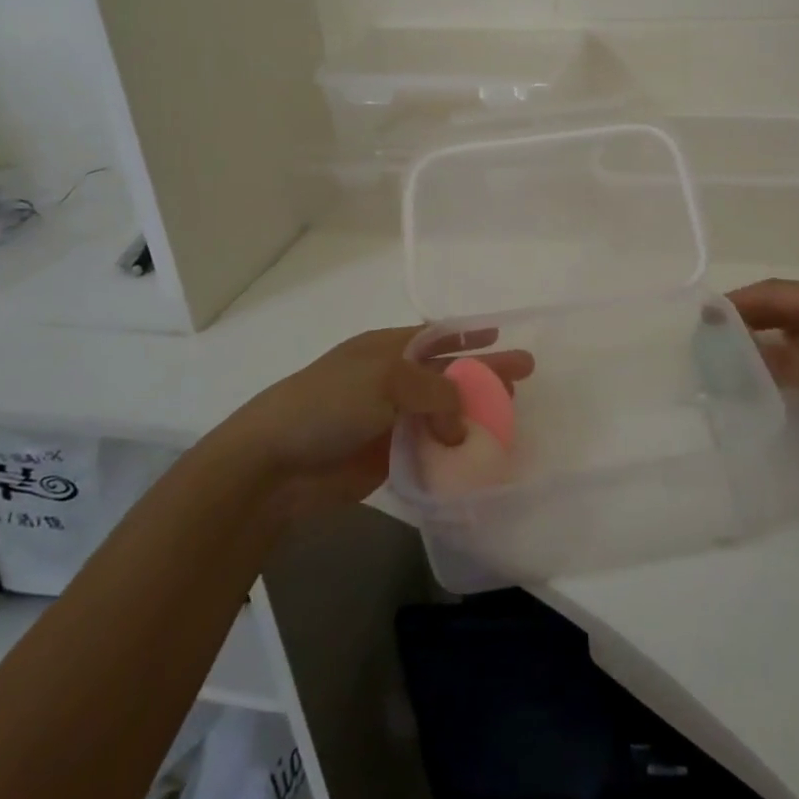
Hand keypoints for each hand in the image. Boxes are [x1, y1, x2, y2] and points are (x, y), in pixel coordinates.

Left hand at [231, 327, 533, 517]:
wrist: (273, 465)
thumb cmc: (328, 404)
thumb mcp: (385, 381)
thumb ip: (435, 394)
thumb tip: (462, 426)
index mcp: (388, 350)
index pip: (437, 336)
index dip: (468, 333)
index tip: (499, 332)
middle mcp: (393, 381)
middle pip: (449, 373)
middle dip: (485, 371)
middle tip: (525, 375)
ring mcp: (391, 420)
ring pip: (444, 413)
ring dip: (475, 414)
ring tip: (510, 416)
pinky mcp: (388, 457)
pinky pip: (431, 449)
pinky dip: (455, 450)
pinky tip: (480, 453)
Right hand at [729, 279, 798, 445]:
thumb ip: (788, 365)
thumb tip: (746, 355)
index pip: (772, 292)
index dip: (738, 302)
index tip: (707, 318)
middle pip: (788, 302)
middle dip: (753, 316)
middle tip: (721, 337)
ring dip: (776, 332)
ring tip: (749, 351)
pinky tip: (797, 366)